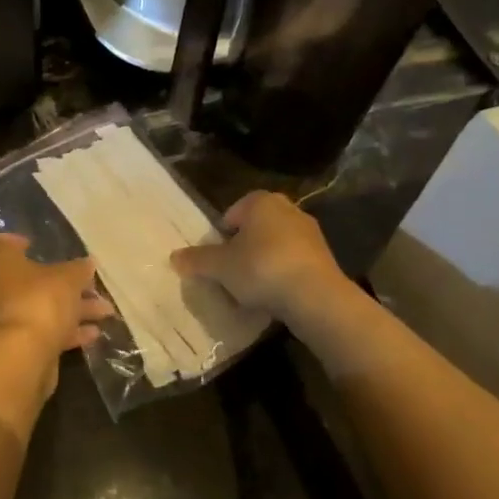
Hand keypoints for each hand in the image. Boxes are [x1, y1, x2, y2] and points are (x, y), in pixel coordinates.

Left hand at [0, 234, 114, 363]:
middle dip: (58, 281)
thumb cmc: (39, 300)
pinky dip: (65, 330)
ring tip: (104, 310)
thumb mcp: (67, 278)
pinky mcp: (13, 345)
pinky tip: (94, 334)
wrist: (22, 356)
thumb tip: (87, 264)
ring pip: (37, 307)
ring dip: (70, 308)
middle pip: (23, 279)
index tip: (33, 245)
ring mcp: (1, 319)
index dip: (11, 241)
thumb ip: (78, 270)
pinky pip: (41, 331)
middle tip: (86, 283)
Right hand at [169, 191, 352, 323]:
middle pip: (255, 229)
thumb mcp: (220, 266)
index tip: (216, 257)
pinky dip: (280, 275)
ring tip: (249, 289)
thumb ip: (197, 259)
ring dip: (261, 263)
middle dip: (242, 248)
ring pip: (274, 246)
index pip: (233, 212)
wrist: (315, 296)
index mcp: (261, 202)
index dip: (220, 235)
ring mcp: (310, 234)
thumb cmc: (261, 268)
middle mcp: (288, 210)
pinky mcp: (324, 258)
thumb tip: (174, 257)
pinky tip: (272, 296)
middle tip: (229, 272)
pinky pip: (292, 263)